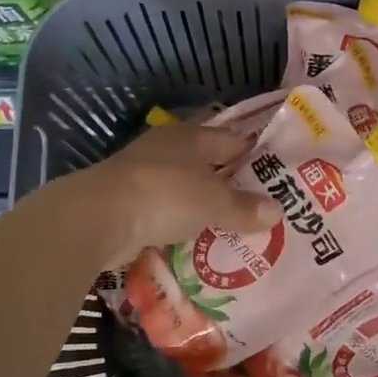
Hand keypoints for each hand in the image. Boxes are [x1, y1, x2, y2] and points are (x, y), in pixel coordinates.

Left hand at [77, 118, 281, 266]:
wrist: (99, 217)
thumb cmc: (165, 195)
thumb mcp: (214, 202)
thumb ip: (245, 207)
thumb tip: (278, 211)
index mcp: (191, 136)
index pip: (233, 139)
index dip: (256, 155)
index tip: (277, 176)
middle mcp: (167, 149)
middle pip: (208, 163)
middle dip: (230, 183)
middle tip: (259, 206)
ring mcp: (144, 175)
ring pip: (185, 188)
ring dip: (204, 205)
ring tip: (232, 227)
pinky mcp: (128, 202)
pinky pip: (165, 212)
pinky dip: (180, 223)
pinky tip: (197, 240)